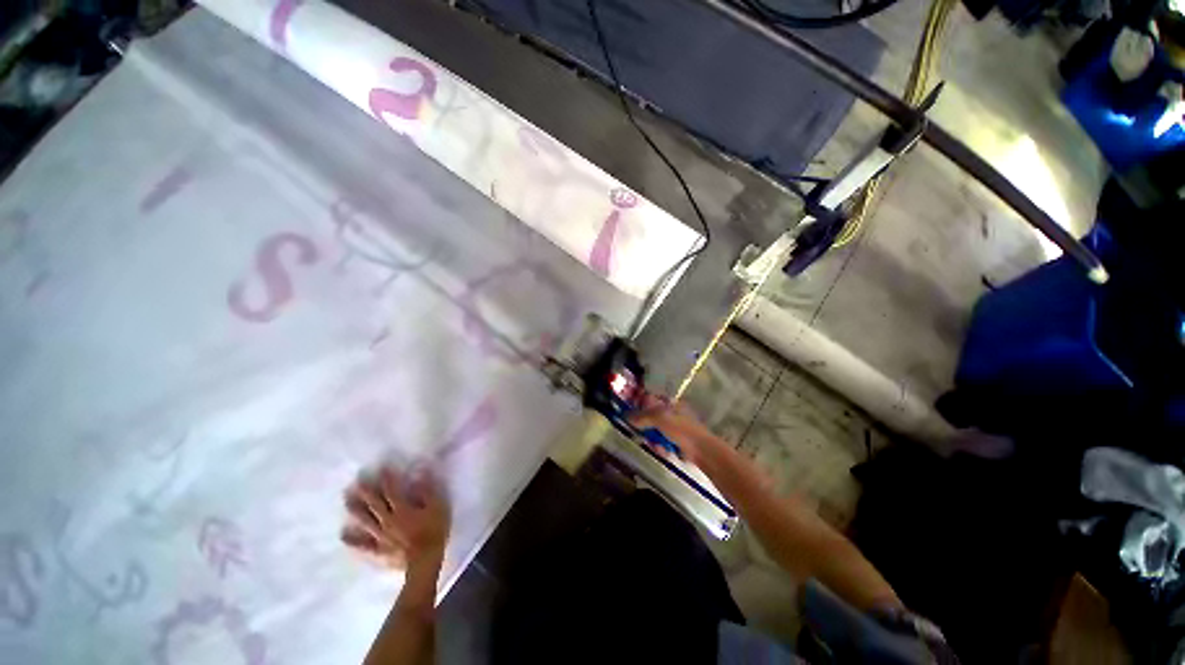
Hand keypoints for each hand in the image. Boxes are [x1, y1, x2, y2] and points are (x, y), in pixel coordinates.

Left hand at [342, 465, 449, 572]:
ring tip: (347, 500)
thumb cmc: (434, 530)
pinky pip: (363, 544)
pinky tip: (343, 535)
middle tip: (357, 480)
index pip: (392, 490)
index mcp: (402, 508)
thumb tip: (420, 472)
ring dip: (356, 510)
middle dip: (366, 490)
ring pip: (366, 520)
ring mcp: (381, 535)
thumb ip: (427, 490)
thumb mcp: (437, 506)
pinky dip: (353, 540)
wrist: (425, 561)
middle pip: (375, 503)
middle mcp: (388, 519)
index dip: (387, 478)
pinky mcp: (379, 550)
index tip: (382, 467)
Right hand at [628, 395, 716, 464]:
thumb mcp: (660, 419)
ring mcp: (674, 429)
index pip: (650, 400)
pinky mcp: (675, 442)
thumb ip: (642, 417)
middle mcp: (671, 414)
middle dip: (645, 427)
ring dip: (653, 439)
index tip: (630, 414)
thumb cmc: (681, 429)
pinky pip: (661, 442)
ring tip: (656, 445)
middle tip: (640, 433)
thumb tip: (626, 416)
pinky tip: (664, 451)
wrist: (702, 450)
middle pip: (650, 418)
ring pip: (654, 432)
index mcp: (669, 403)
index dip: (639, 405)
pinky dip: (661, 447)